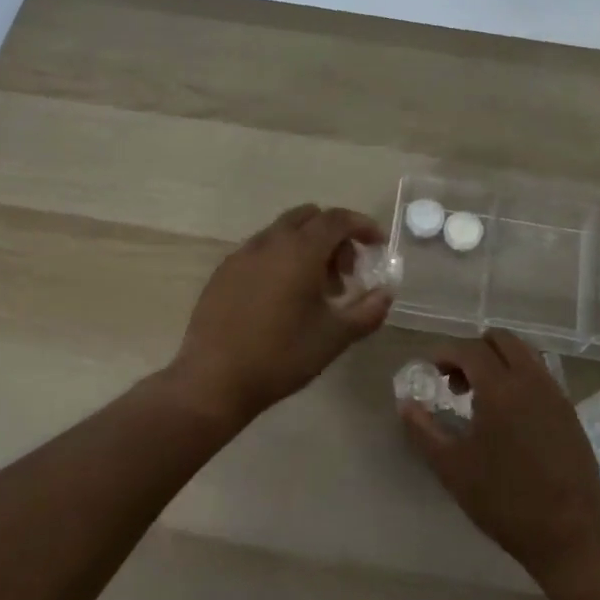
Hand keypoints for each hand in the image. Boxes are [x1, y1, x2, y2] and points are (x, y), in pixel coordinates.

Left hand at [171, 204, 391, 422]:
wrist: (213, 380)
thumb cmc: (281, 356)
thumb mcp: (335, 337)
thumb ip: (368, 310)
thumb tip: (386, 293)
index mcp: (300, 250)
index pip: (337, 219)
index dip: (362, 226)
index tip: (378, 245)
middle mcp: (270, 242)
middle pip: (309, 218)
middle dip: (334, 237)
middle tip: (346, 273)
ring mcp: (242, 255)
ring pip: (283, 233)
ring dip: (307, 248)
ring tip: (316, 291)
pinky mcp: (223, 272)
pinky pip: (261, 251)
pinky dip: (281, 259)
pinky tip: (282, 299)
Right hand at [398, 329, 599, 574]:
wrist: (572, 533)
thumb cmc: (505, 501)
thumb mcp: (453, 469)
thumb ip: (424, 432)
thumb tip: (405, 404)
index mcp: (501, 388)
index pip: (470, 349)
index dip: (446, 353)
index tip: (431, 370)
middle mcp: (531, 380)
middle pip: (502, 340)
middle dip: (474, 350)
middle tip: (456, 382)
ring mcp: (555, 394)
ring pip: (525, 354)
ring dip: (498, 362)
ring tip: (481, 398)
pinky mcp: (570, 411)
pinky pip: (540, 375)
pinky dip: (519, 377)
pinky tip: (509, 415)